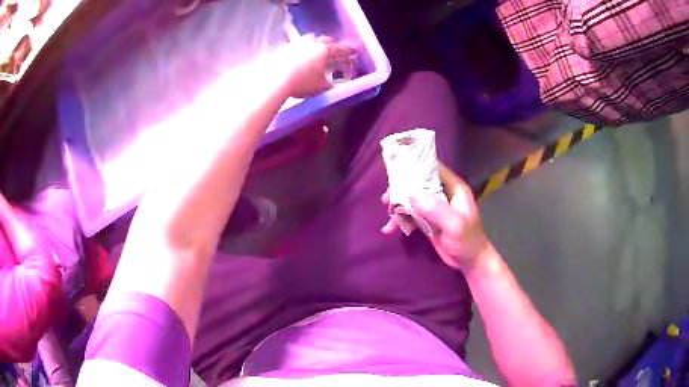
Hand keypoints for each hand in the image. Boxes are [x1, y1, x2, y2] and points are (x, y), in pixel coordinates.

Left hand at [278, 34, 353, 97]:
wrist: (274, 79)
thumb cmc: (302, 83)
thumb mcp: (321, 86)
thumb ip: (331, 82)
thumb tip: (337, 81)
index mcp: (324, 50)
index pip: (340, 49)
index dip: (348, 50)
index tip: (353, 51)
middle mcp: (311, 43)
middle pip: (324, 39)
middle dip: (331, 44)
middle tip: (334, 49)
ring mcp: (296, 44)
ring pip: (308, 39)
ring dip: (314, 43)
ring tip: (314, 50)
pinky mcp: (282, 48)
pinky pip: (295, 46)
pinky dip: (300, 49)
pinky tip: (298, 56)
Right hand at [382, 163, 489, 270]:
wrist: (471, 262)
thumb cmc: (467, 241)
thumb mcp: (454, 224)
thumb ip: (435, 208)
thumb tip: (410, 194)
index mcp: (454, 187)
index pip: (433, 168)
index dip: (415, 167)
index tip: (396, 172)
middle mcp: (444, 193)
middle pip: (419, 183)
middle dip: (401, 189)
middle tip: (387, 198)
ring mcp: (435, 207)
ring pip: (413, 199)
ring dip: (399, 205)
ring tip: (388, 214)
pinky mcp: (429, 220)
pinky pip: (412, 214)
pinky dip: (401, 219)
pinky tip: (390, 228)